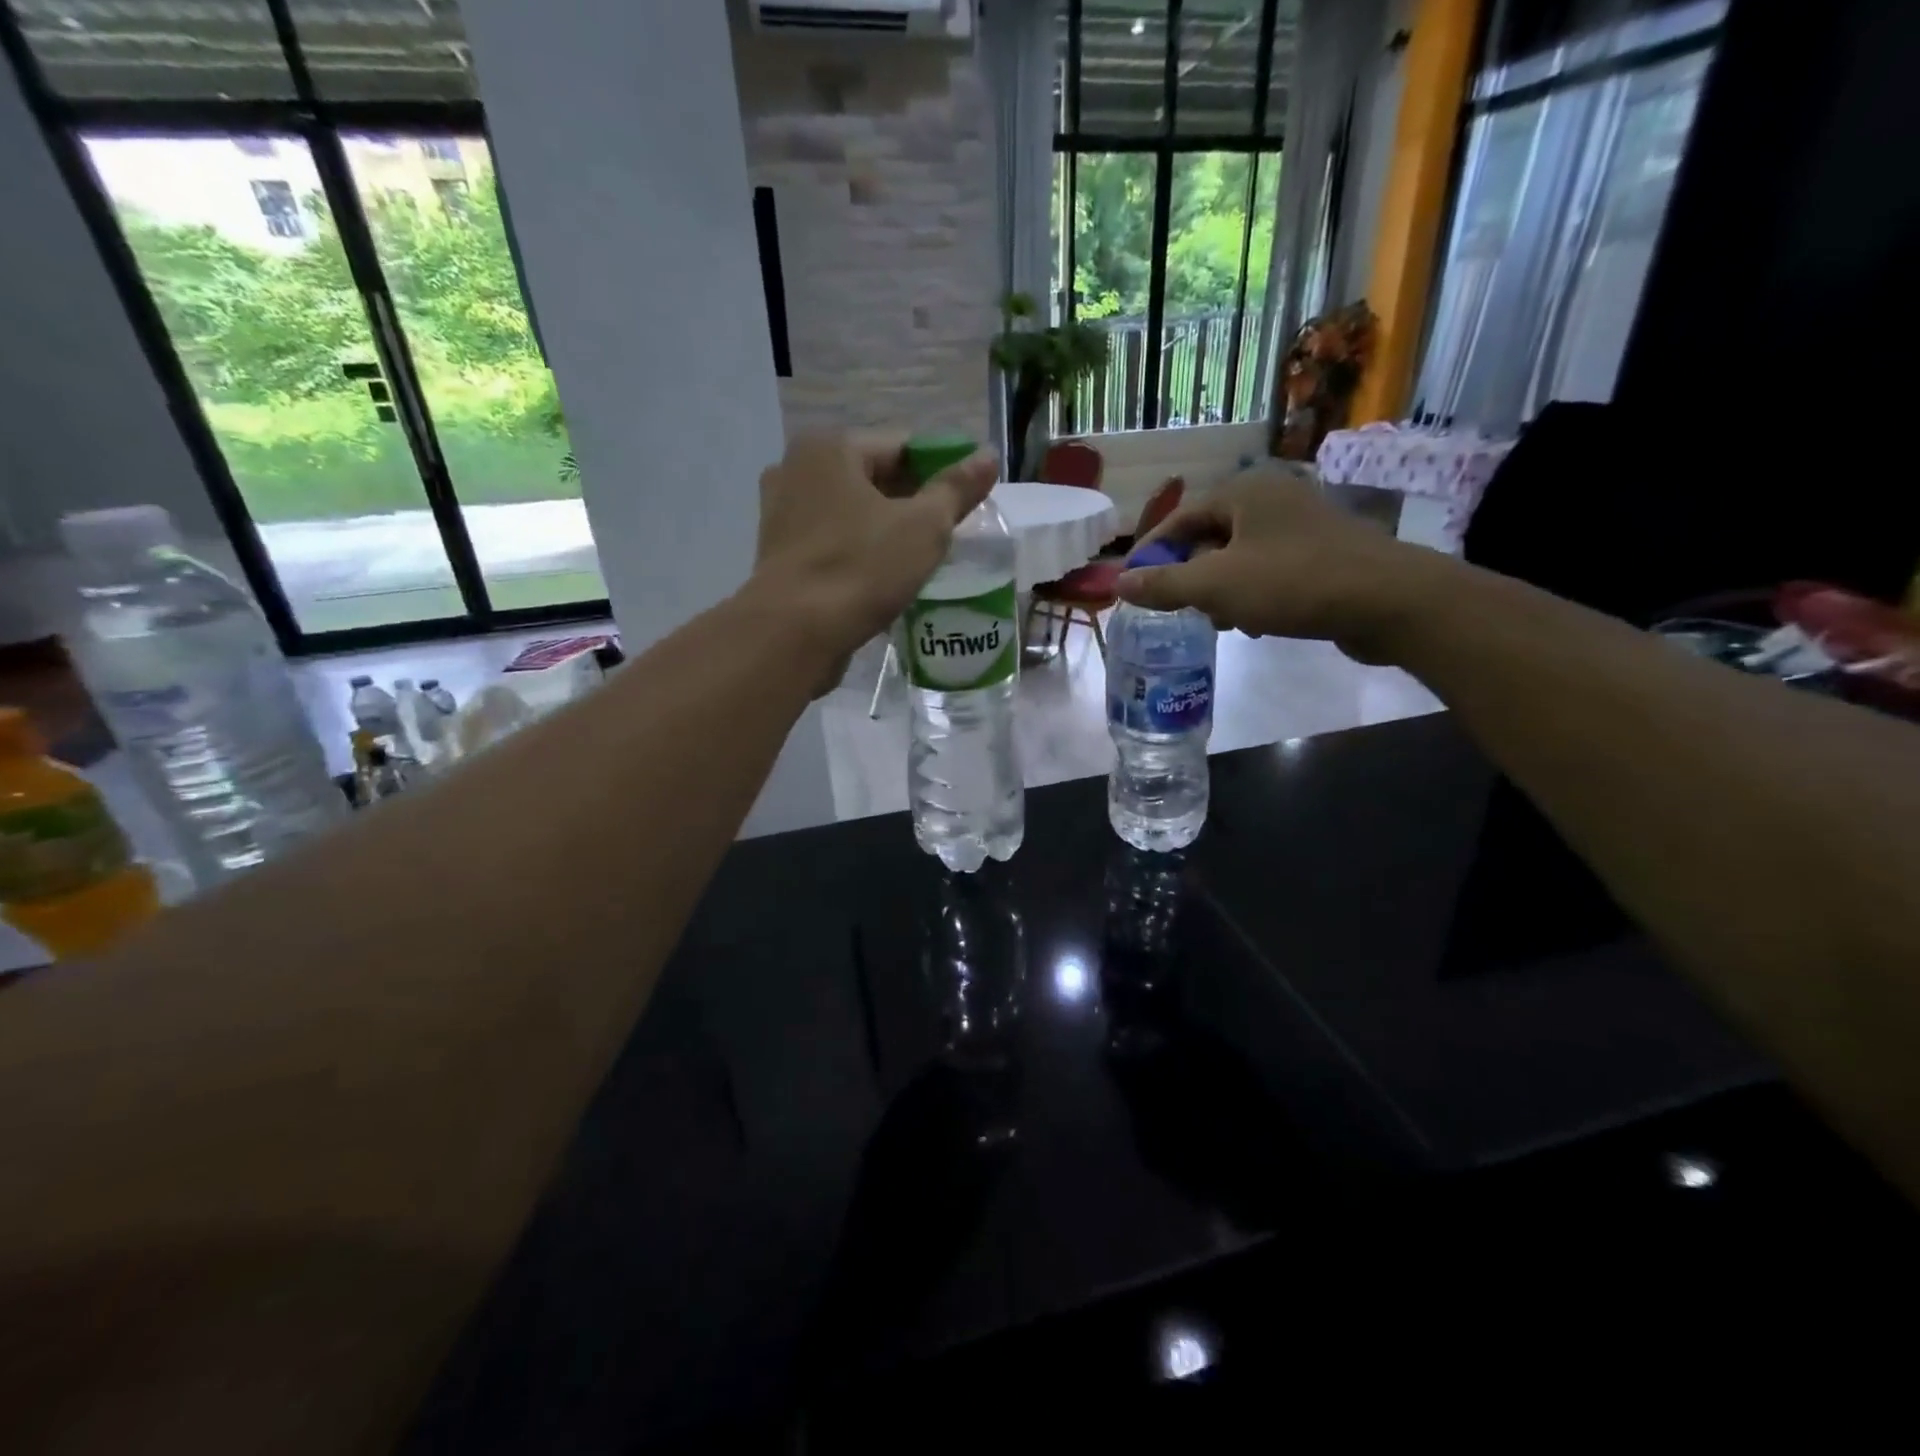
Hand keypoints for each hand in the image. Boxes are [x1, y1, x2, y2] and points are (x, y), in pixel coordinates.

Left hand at [754, 432, 998, 682]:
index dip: (941, 471)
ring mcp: (781, 512)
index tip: (965, 502)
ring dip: (885, 529)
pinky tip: (881, 576)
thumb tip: (988, 456)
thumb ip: (956, 489)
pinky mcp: (778, 553)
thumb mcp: (924, 526)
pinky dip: (858, 550)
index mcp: (830, 448)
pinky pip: (832, 540)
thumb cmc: (861, 568)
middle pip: (873, 478)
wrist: (793, 634)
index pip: (902, 447)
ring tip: (918, 558)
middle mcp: (795, 468)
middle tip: (947, 533)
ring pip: (851, 512)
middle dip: (912, 502)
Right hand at [1115, 466, 1449, 661]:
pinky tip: (1254, 622)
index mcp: (1243, 493)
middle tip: (1178, 608)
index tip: (1133, 583)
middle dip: (1190, 575)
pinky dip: (1253, 593)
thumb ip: (1164, 585)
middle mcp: (1271, 498)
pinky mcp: (1323, 552)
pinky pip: (1269, 569)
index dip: (1151, 552)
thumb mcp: (1216, 586)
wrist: (1387, 601)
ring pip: (1240, 557)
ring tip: (1219, 621)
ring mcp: (1301, 524)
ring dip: (1221, 589)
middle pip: (1209, 537)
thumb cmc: (1292, 583)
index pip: (1179, 519)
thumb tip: (1121, 583)